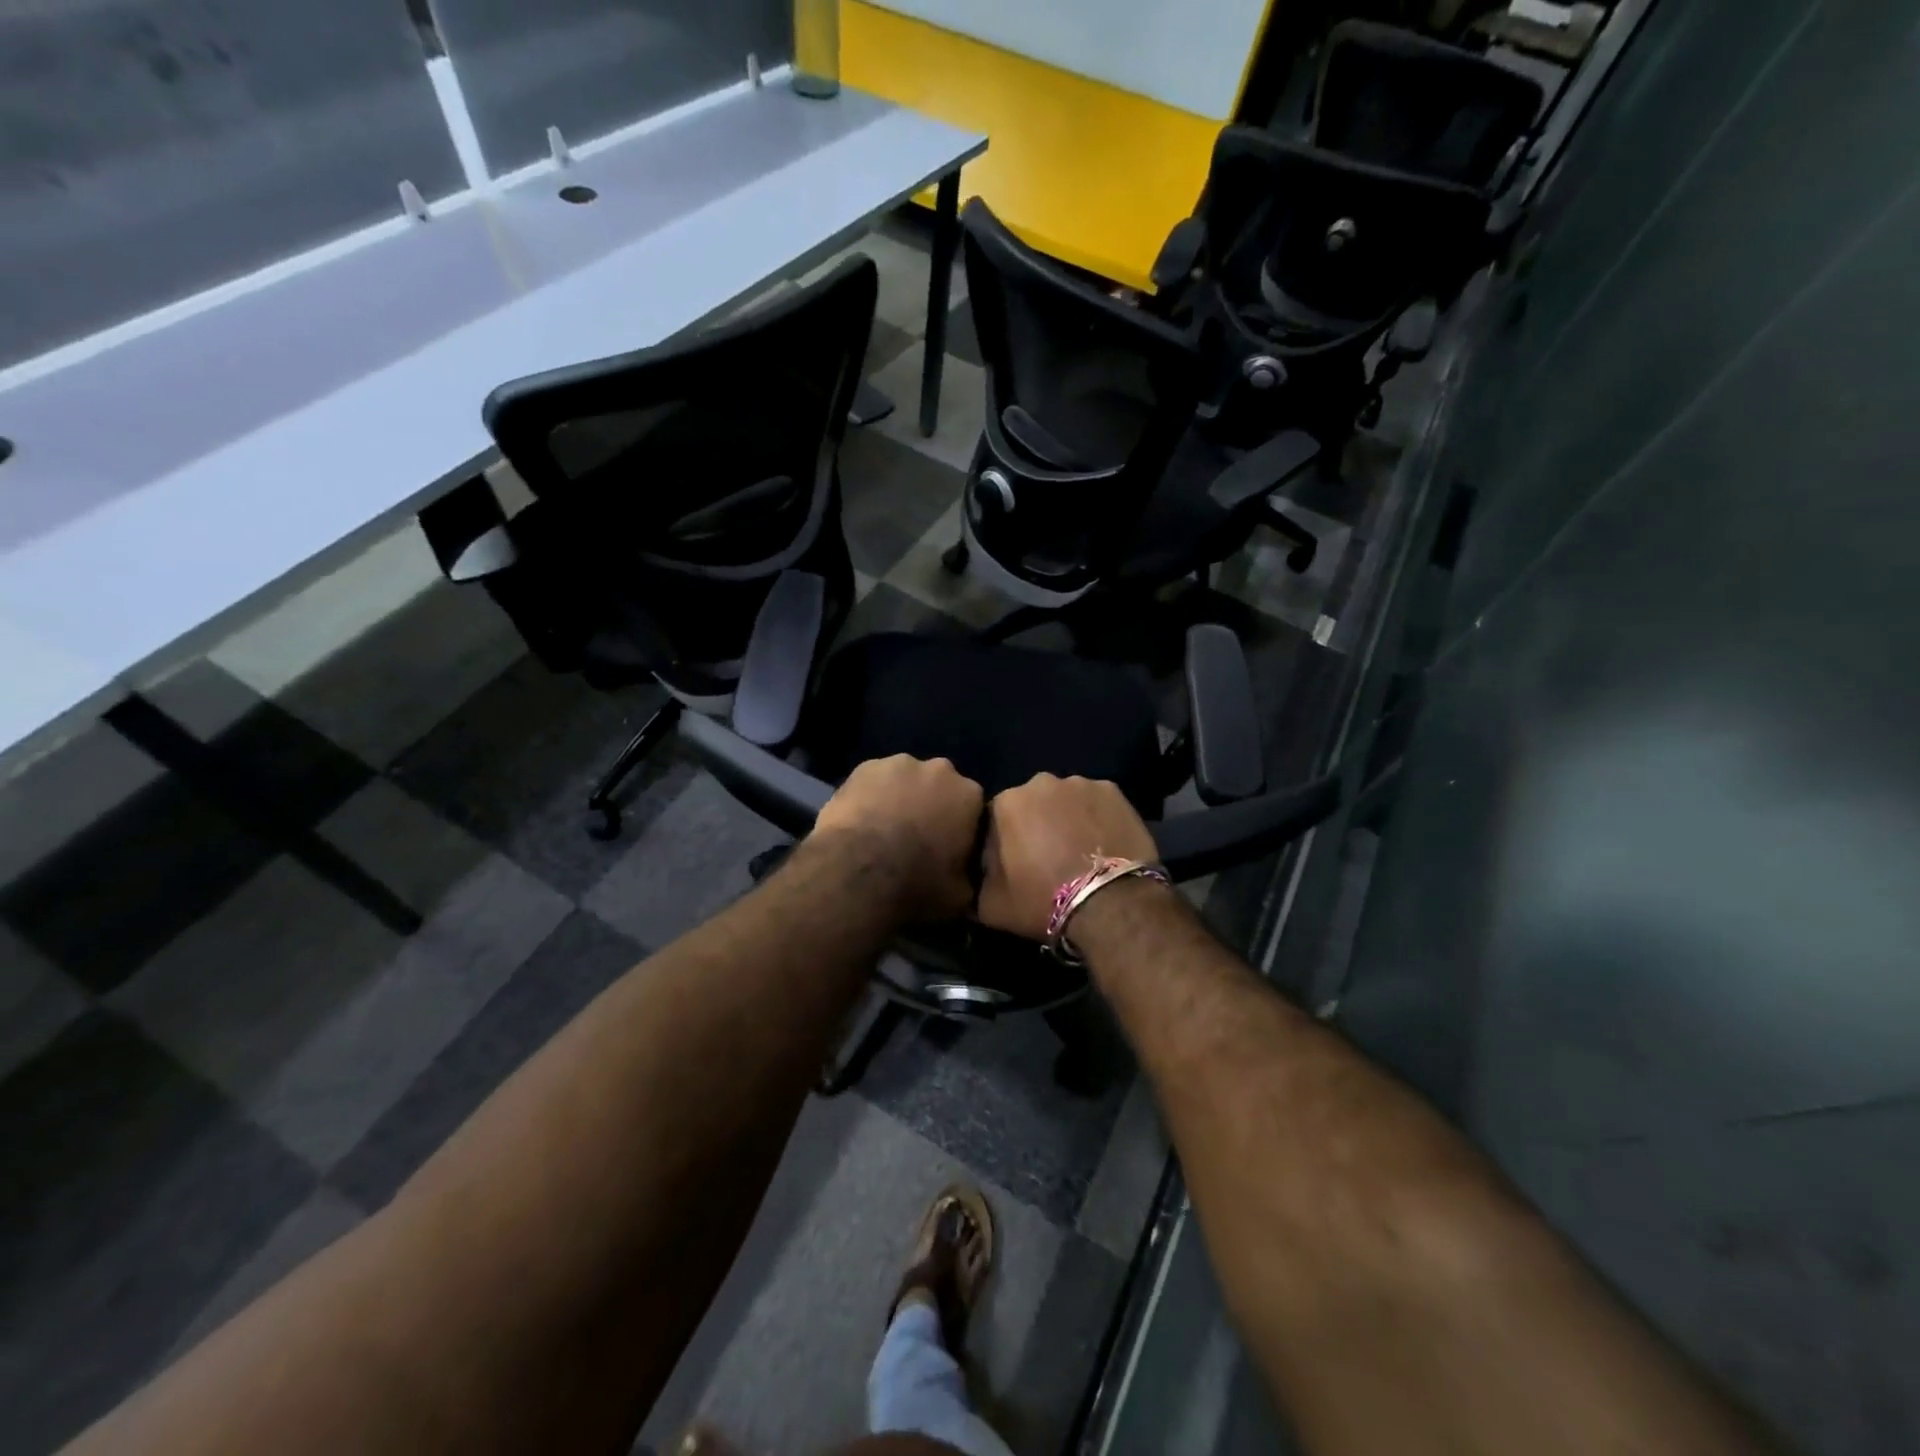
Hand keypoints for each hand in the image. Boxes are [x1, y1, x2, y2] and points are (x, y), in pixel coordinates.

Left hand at [810, 755, 983, 921]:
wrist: (858, 872)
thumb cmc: (917, 884)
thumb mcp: (960, 895)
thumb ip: (969, 875)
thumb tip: (965, 874)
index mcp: (970, 795)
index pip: (972, 808)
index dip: (960, 828)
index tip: (948, 848)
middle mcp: (939, 770)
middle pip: (939, 786)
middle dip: (931, 805)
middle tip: (915, 838)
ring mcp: (898, 763)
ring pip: (905, 780)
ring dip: (900, 797)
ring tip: (883, 831)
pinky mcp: (862, 767)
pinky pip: (873, 781)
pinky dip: (870, 796)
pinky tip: (860, 822)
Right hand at [977, 774, 1157, 940]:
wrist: (1109, 903)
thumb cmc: (1042, 901)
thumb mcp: (991, 905)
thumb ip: (979, 882)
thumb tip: (980, 875)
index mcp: (1006, 802)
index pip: (996, 818)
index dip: (1004, 843)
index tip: (1015, 865)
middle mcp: (1041, 783)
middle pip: (1033, 803)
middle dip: (1037, 824)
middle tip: (1048, 858)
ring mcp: (1081, 783)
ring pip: (1066, 800)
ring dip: (1068, 818)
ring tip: (1080, 852)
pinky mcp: (1114, 791)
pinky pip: (1097, 803)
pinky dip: (1097, 818)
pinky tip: (1104, 844)